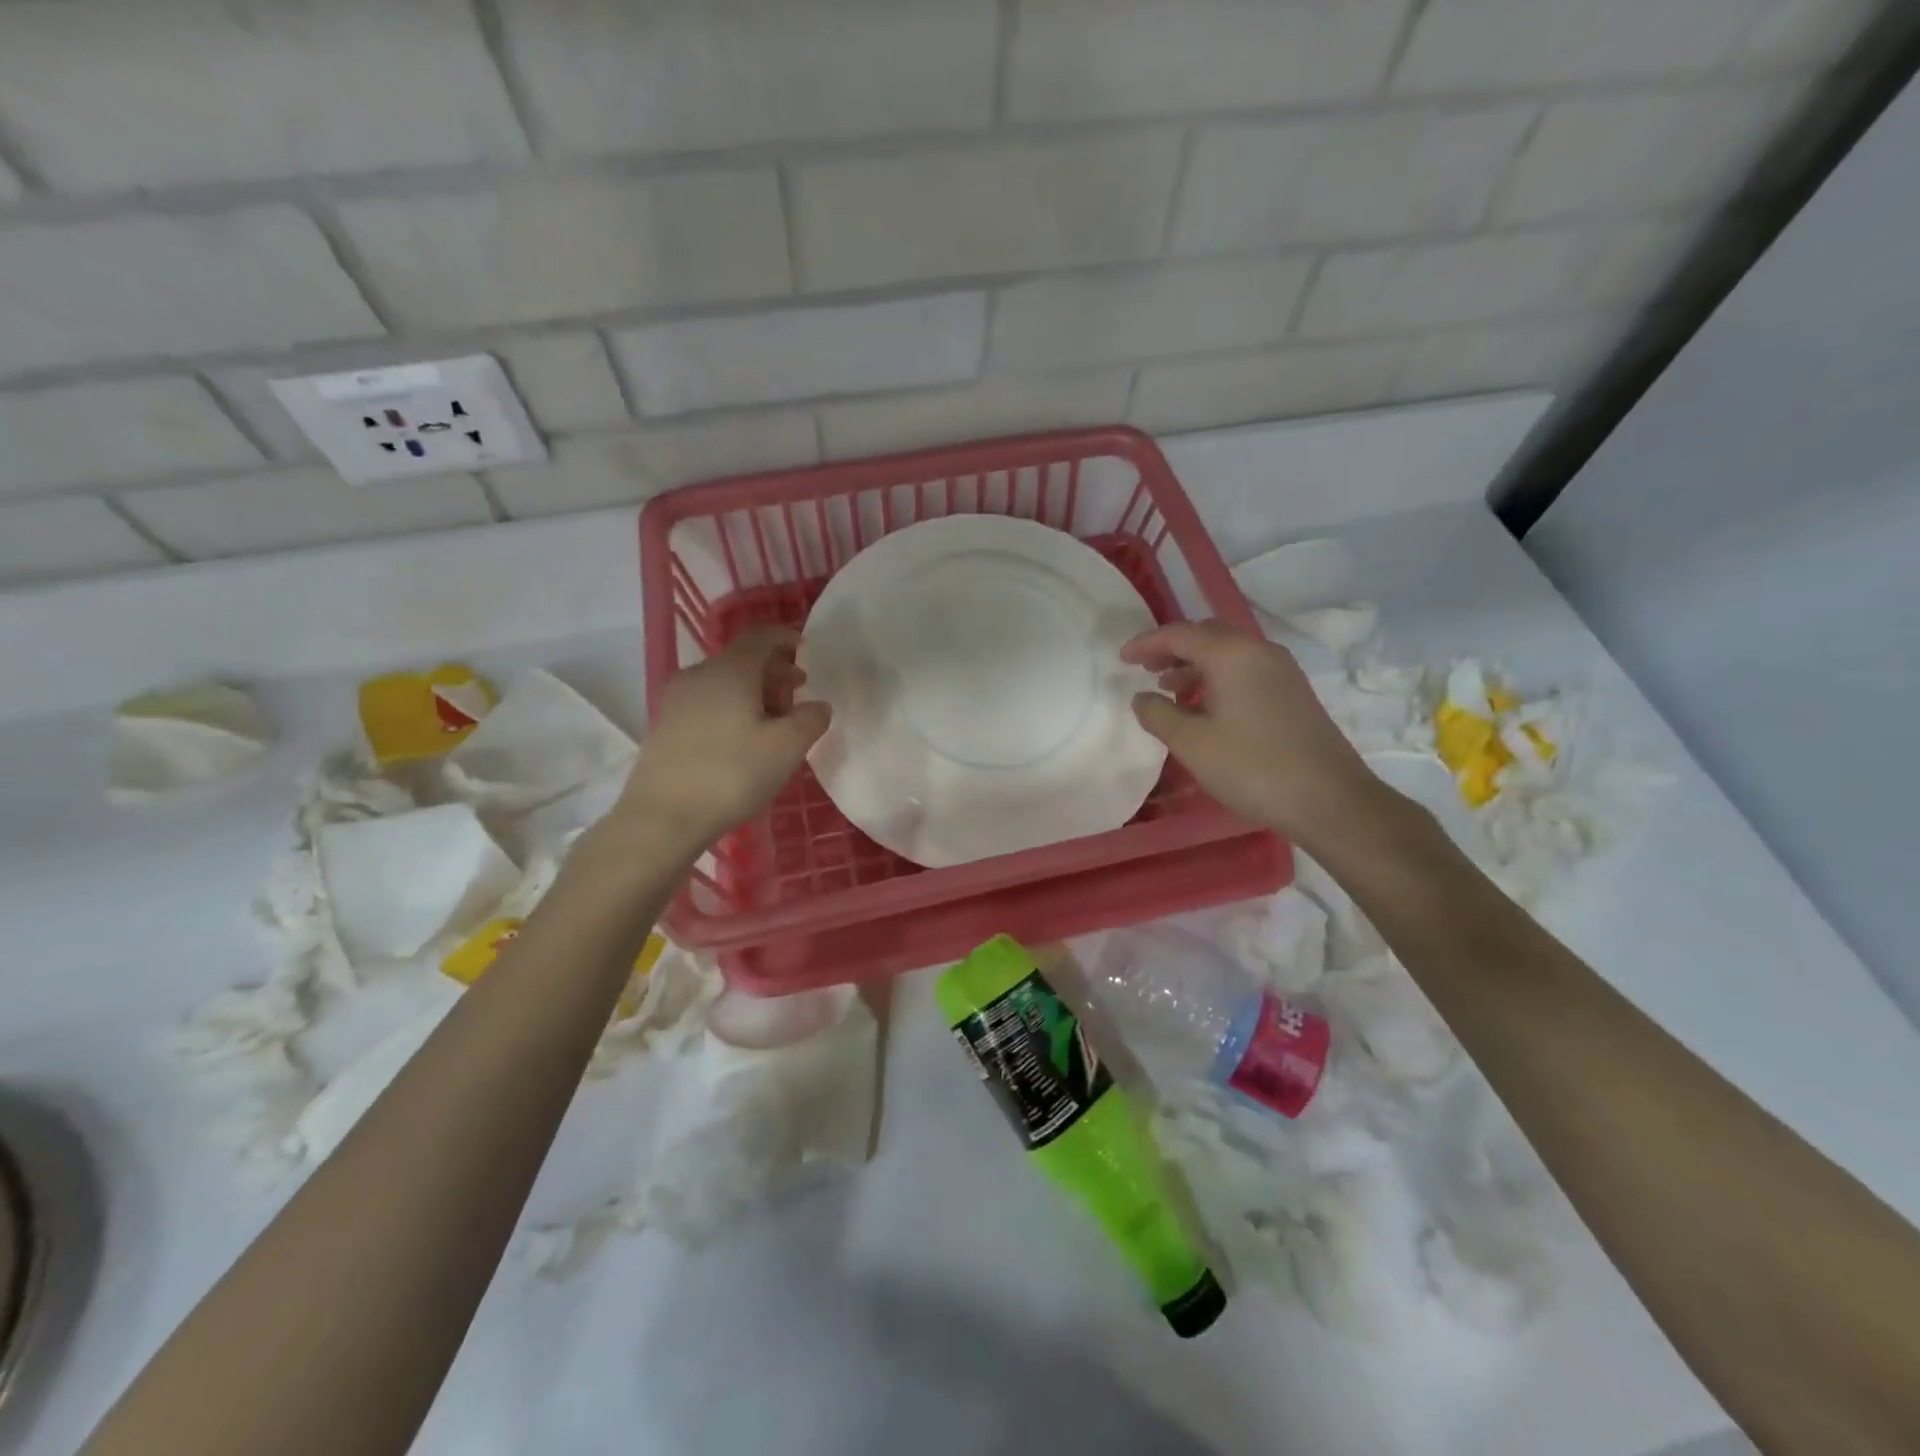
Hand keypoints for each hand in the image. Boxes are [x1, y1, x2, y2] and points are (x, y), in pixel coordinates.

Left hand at [621, 626, 829, 846]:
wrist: (662, 816)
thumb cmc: (732, 774)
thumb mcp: (787, 748)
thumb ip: (810, 720)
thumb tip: (819, 706)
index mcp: (730, 670)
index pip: (760, 637)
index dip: (785, 637)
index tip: (805, 648)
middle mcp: (699, 675)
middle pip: (741, 660)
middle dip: (773, 671)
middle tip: (797, 693)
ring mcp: (676, 700)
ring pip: (723, 682)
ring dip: (753, 692)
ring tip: (773, 721)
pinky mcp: (665, 726)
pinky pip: (707, 703)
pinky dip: (731, 708)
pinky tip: (742, 739)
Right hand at [1122, 620, 1381, 846]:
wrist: (1328, 799)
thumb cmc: (1252, 767)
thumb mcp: (1192, 743)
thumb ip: (1158, 714)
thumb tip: (1142, 698)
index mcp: (1232, 654)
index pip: (1180, 634)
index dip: (1147, 643)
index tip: (1122, 659)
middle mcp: (1259, 651)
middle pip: (1207, 636)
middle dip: (1172, 649)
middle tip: (1145, 670)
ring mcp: (1282, 671)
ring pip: (1228, 654)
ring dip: (1195, 665)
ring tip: (1170, 690)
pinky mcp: (1293, 693)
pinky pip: (1245, 670)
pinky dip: (1218, 678)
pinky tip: (1206, 708)